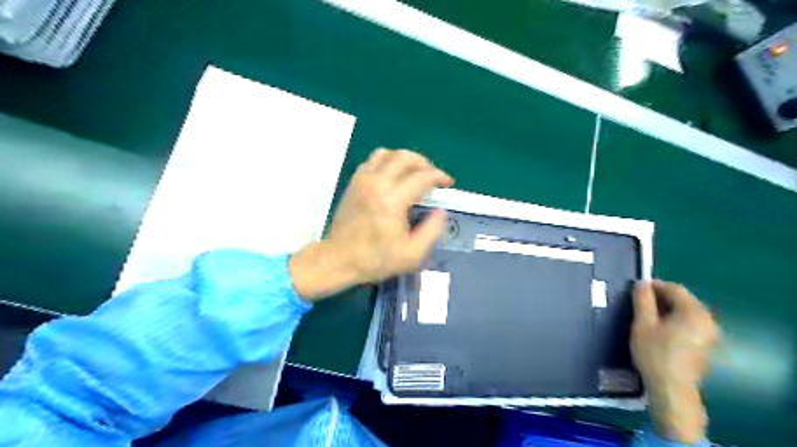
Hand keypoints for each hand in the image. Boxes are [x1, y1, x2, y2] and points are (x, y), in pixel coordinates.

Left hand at [289, 148, 450, 299]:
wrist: (338, 259)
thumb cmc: (376, 259)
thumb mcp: (412, 254)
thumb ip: (432, 230)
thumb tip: (440, 210)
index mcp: (392, 201)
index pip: (422, 176)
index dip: (439, 176)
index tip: (447, 183)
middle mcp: (377, 184)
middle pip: (405, 157)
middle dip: (424, 163)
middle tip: (431, 177)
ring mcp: (362, 180)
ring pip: (387, 153)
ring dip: (404, 159)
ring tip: (413, 173)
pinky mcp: (354, 183)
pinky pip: (372, 160)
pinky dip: (387, 162)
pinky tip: (392, 176)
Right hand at [634, 280, 719, 442]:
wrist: (672, 389)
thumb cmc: (655, 354)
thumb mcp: (642, 324)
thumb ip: (642, 300)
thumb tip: (642, 283)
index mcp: (694, 312)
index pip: (674, 288)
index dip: (654, 285)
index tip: (636, 288)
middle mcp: (708, 320)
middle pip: (683, 299)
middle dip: (661, 296)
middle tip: (639, 301)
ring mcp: (710, 334)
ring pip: (686, 311)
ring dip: (667, 308)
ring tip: (646, 314)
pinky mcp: (707, 345)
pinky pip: (690, 323)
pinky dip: (675, 319)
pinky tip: (660, 328)